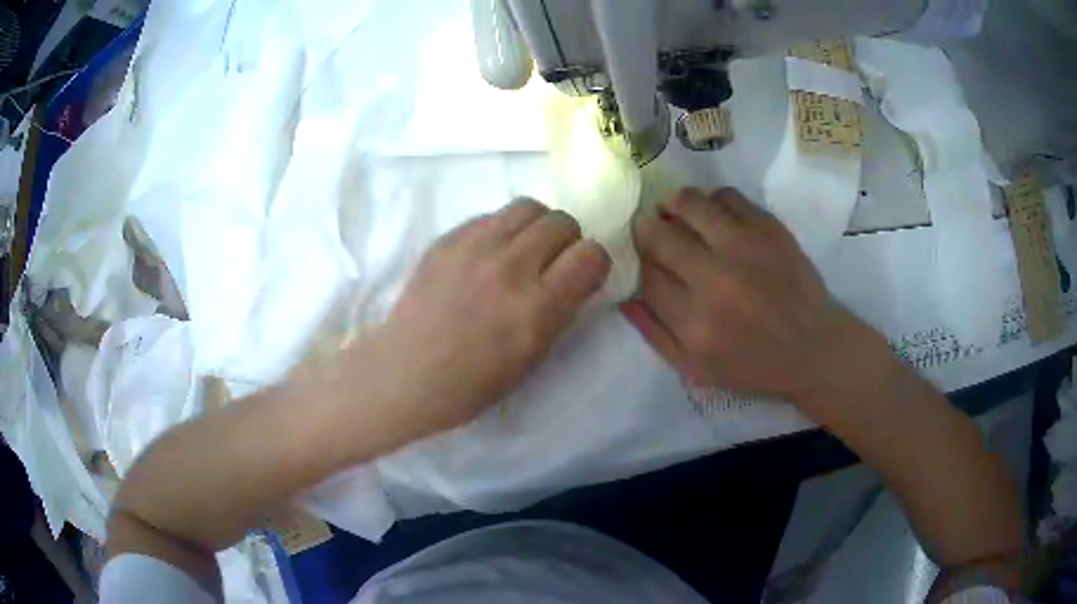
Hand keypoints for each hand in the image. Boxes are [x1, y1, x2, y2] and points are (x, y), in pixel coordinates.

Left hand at [369, 198, 609, 434]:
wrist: (406, 372)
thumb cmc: (472, 383)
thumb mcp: (533, 357)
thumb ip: (559, 310)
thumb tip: (573, 277)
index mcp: (538, 307)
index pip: (591, 255)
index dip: (593, 264)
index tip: (582, 277)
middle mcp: (511, 267)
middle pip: (562, 222)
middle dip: (568, 241)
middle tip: (552, 263)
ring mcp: (475, 247)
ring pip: (529, 206)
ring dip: (537, 226)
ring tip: (524, 249)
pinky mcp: (448, 238)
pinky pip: (490, 215)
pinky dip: (501, 230)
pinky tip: (487, 255)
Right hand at [622, 187, 881, 406]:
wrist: (814, 348)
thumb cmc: (754, 366)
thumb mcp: (697, 370)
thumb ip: (655, 335)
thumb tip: (623, 295)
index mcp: (694, 324)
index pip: (646, 276)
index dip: (635, 260)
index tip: (637, 254)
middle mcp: (715, 281)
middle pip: (659, 236)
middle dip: (645, 227)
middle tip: (647, 226)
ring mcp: (744, 249)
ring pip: (689, 204)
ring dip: (672, 204)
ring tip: (673, 210)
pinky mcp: (769, 229)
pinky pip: (726, 196)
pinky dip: (711, 201)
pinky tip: (712, 214)